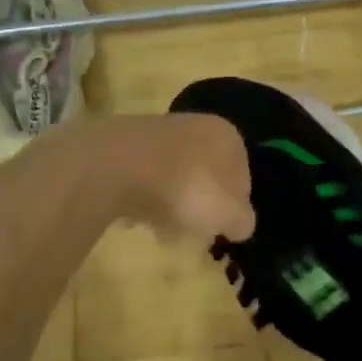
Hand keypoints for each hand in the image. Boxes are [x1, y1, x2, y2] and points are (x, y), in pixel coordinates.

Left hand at [44, 114, 253, 243]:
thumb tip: (239, 224)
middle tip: (194, 234)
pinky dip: (146, 200)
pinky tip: (138, 220)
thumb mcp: (228, 214)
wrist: (118, 165)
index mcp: (227, 135)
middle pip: (207, 175)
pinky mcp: (127, 146)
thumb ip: (242, 220)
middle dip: (201, 206)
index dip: (235, 207)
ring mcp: (159, 133)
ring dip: (173, 206)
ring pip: (176, 177)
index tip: (223, 232)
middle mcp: (196, 125)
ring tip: (164, 232)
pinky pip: (146, 179)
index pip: (242, 175)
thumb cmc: (186, 187)